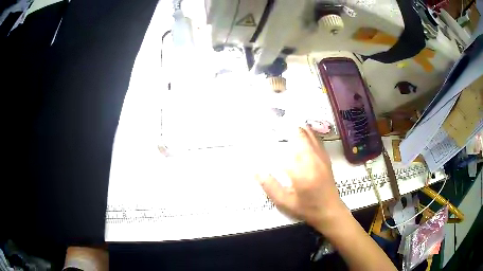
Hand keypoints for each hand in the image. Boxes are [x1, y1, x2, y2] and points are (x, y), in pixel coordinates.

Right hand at [256, 125, 347, 231]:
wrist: (330, 211)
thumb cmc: (307, 209)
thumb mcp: (285, 203)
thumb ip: (270, 187)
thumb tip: (256, 171)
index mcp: (301, 173)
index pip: (283, 150)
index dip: (272, 141)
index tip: (263, 135)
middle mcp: (312, 160)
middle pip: (298, 135)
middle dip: (285, 127)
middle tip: (273, 123)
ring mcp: (321, 157)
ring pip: (309, 135)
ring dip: (296, 127)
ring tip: (285, 121)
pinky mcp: (325, 158)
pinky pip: (316, 139)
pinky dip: (308, 132)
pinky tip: (302, 129)